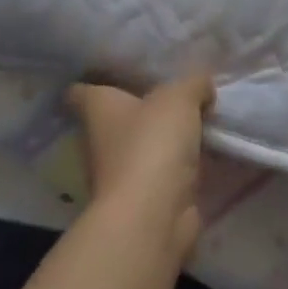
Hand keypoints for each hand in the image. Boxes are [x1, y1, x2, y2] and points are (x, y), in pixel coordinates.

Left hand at [67, 74, 213, 262]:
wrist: (153, 214)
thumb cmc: (152, 144)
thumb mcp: (179, 98)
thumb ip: (193, 83)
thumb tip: (202, 85)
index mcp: (99, 110)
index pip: (82, 92)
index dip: (95, 81)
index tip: (116, 75)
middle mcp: (101, 140)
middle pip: (116, 119)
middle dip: (141, 109)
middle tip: (175, 95)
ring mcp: (120, 173)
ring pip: (141, 147)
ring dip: (163, 140)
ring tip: (198, 122)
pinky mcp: (143, 198)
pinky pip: (162, 173)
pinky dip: (179, 166)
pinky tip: (205, 154)